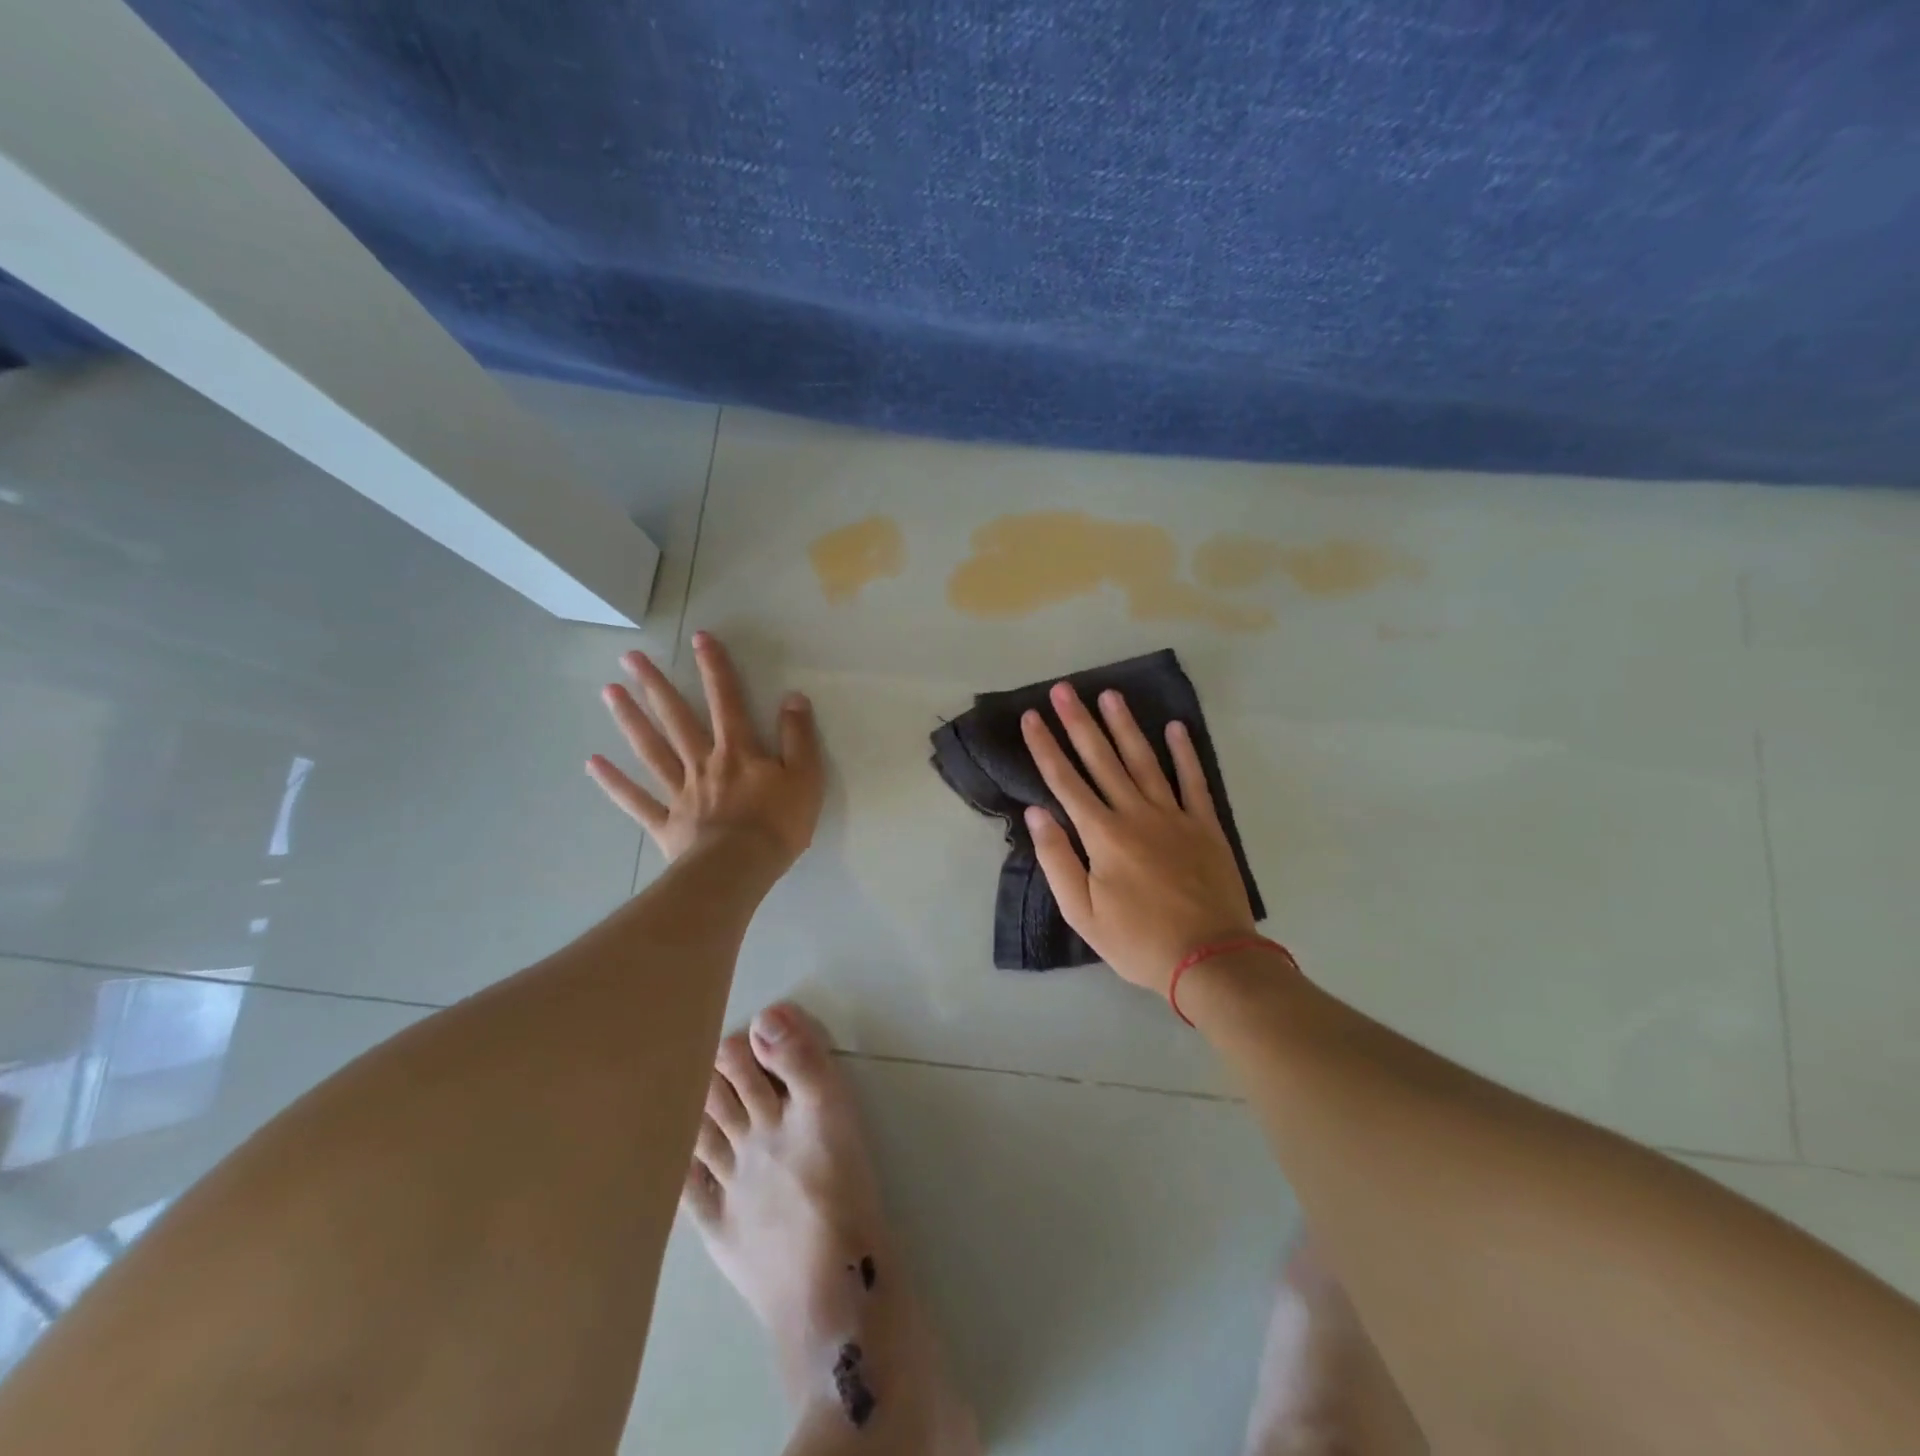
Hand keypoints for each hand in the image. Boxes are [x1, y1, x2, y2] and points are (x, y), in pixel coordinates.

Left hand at [587, 631, 823, 867]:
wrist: (741, 869)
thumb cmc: (778, 823)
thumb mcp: (805, 776)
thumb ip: (798, 736)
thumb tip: (793, 697)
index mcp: (738, 751)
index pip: (726, 701)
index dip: (715, 668)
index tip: (699, 637)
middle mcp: (703, 763)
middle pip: (676, 718)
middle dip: (655, 685)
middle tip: (630, 658)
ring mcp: (680, 793)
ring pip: (651, 750)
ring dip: (630, 720)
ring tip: (608, 692)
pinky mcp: (667, 824)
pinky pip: (636, 800)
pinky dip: (614, 782)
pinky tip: (593, 763)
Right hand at [1021, 683, 1255, 994]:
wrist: (1211, 958)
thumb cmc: (1138, 941)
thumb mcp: (1083, 913)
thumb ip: (1058, 860)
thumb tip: (1036, 814)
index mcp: (1102, 835)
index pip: (1065, 781)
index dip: (1045, 747)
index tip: (1032, 717)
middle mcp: (1135, 814)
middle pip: (1101, 760)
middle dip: (1079, 723)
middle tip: (1065, 689)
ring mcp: (1174, 816)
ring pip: (1144, 761)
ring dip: (1125, 726)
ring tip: (1110, 695)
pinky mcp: (1205, 825)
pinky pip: (1193, 781)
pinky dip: (1184, 753)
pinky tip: (1175, 727)